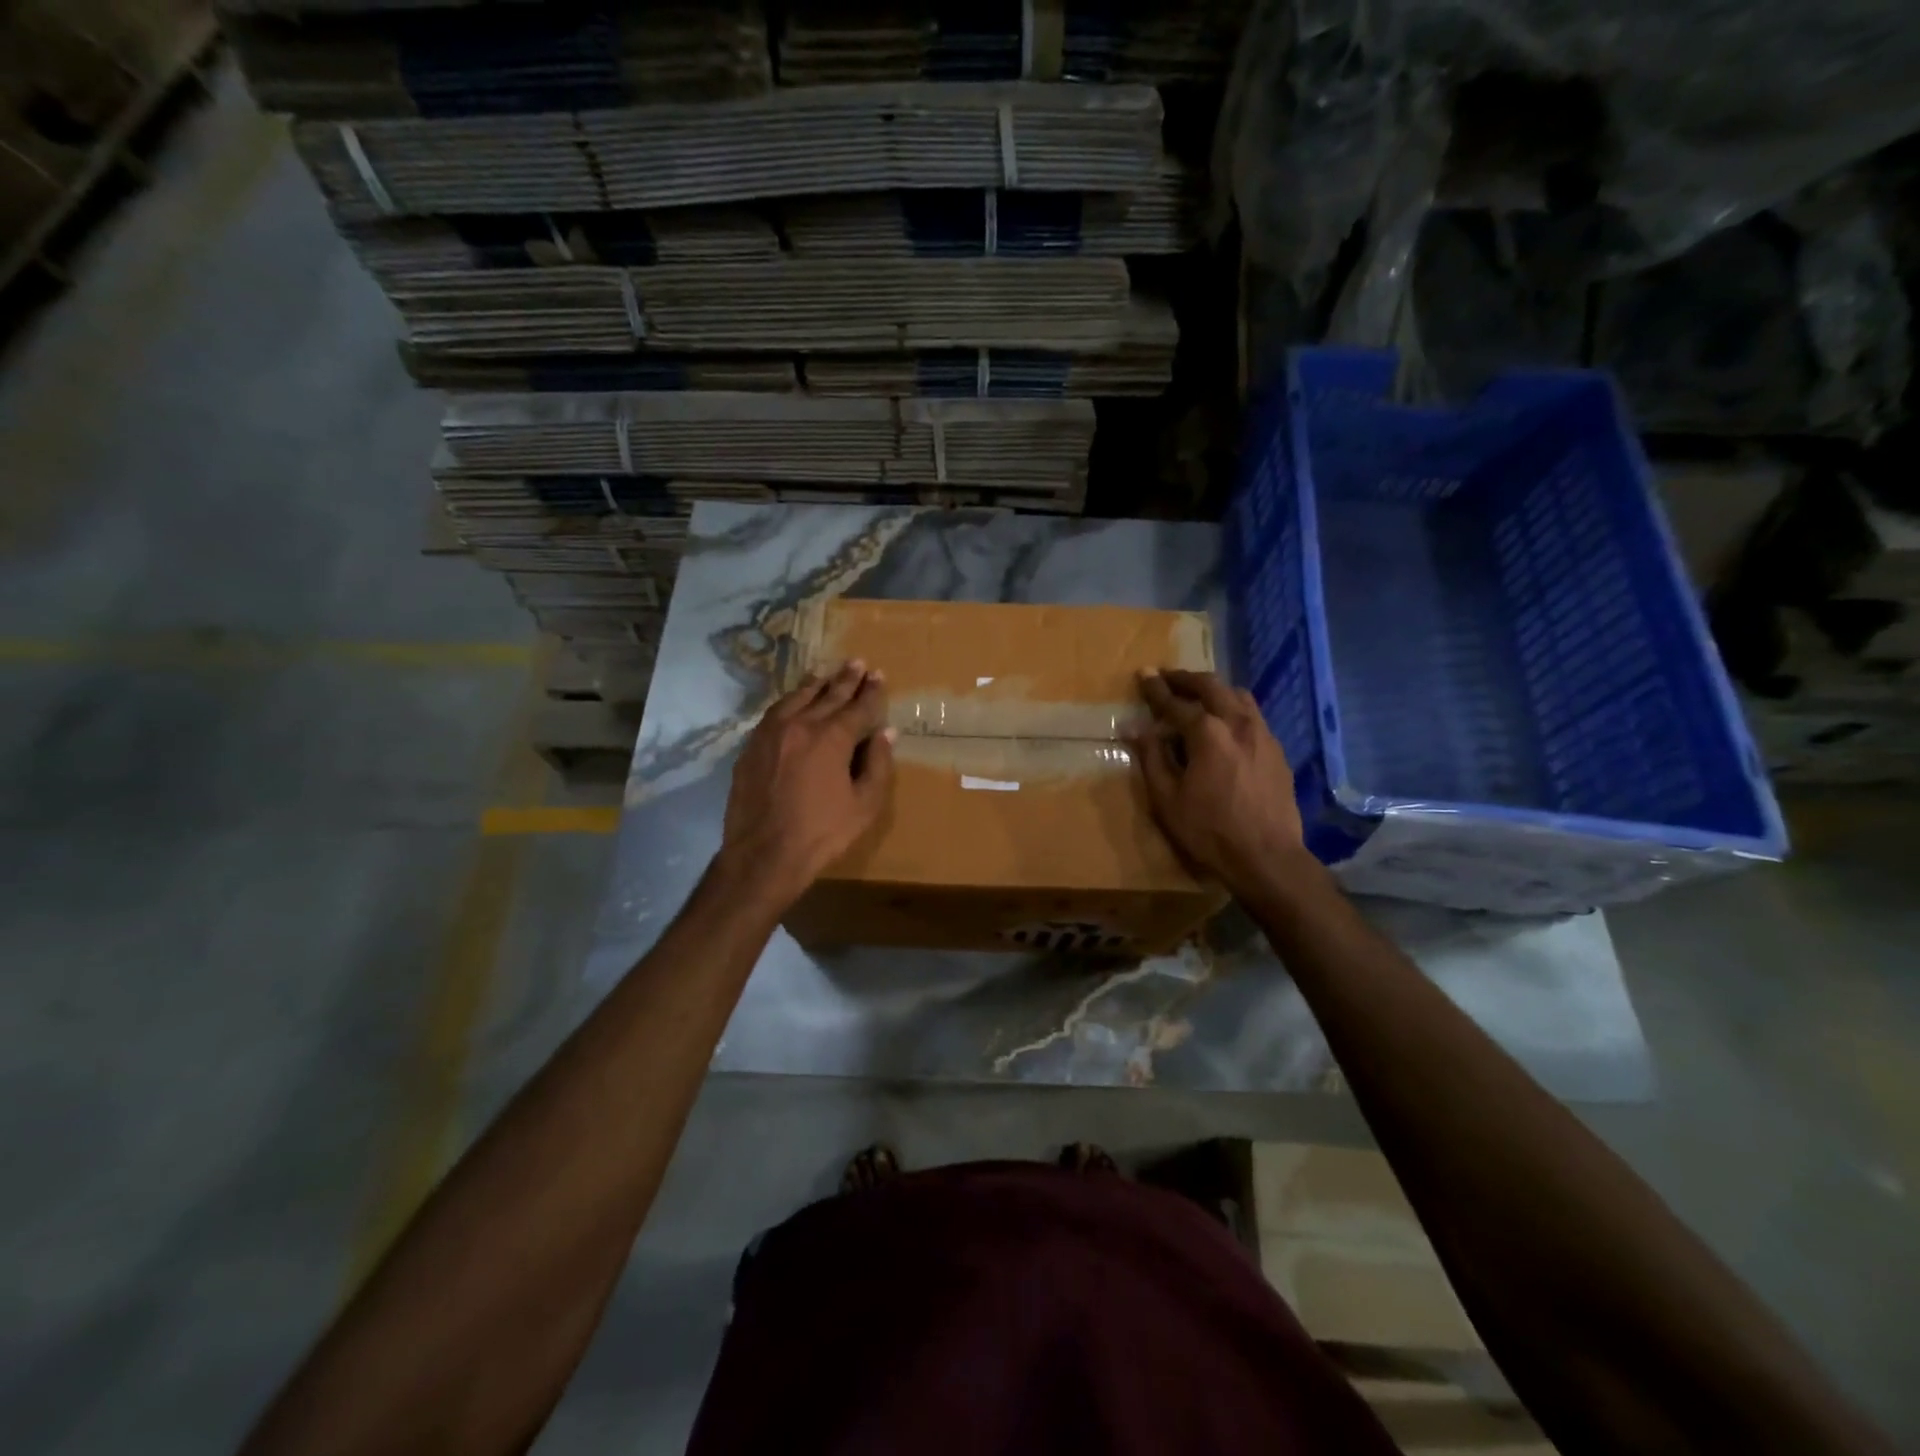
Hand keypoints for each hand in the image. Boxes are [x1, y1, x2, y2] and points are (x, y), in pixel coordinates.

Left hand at [718, 661, 895, 906]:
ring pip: (798, 697)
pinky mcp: (752, 745)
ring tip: (828, 675)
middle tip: (858, 663)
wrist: (763, 854)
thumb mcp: (864, 805)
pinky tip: (796, 701)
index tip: (879, 676)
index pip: (858, 706)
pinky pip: (776, 711)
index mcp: (832, 737)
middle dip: (847, 679)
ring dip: (817, 684)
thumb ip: (879, 764)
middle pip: (828, 694)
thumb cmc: (822, 833)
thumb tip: (886, 733)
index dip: (872, 692)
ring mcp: (771, 732)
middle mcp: (801, 724)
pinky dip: (791, 700)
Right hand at [1131, 669, 1305, 898]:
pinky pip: (1254, 717)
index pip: (1174, 702)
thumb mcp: (1166, 799)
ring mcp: (1263, 735)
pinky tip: (1227, 727)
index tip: (1143, 674)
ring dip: (1215, 690)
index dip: (1155, 689)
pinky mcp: (1277, 751)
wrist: (1267, 857)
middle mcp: (1238, 723)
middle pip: (1211, 686)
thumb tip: (1136, 728)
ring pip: (1238, 696)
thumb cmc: (1209, 830)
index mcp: (1207, 732)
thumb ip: (1151, 758)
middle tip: (1168, 677)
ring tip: (1199, 696)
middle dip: (1186, 679)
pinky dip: (1234, 710)